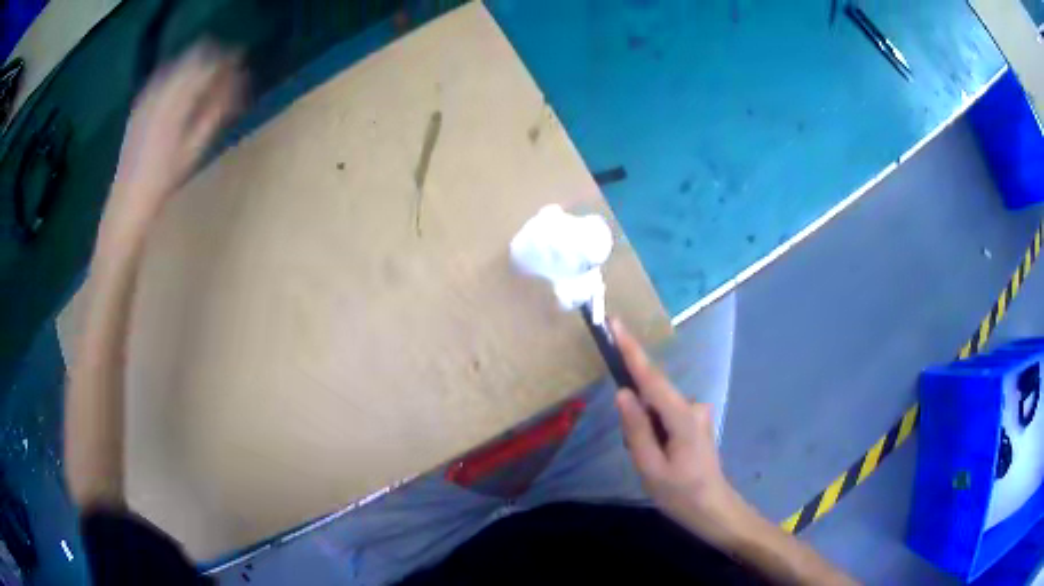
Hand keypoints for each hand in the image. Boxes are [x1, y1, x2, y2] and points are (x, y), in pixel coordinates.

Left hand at [99, 42, 244, 253]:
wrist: (125, 208)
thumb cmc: (162, 185)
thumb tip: (236, 86)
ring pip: (176, 65)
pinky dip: (174, 77)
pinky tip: (179, 90)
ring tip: (204, 79)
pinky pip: (160, 79)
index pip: (207, 65)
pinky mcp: (137, 108)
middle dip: (211, 59)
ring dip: (193, 66)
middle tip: (225, 71)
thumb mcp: (193, 151)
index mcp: (176, 102)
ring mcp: (145, 99)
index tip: (240, 66)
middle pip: (192, 58)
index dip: (227, 61)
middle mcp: (159, 93)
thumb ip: (215, 112)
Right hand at [612, 319, 748, 546]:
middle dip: (636, 415)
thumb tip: (623, 392)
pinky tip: (660, 456)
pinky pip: (666, 414)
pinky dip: (655, 430)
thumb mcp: (650, 467)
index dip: (631, 349)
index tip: (615, 323)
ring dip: (646, 428)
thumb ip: (636, 428)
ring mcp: (698, 412)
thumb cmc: (680, 494)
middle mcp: (693, 406)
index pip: (651, 378)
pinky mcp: (696, 420)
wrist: (713, 509)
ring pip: (658, 407)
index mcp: (682, 417)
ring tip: (652, 463)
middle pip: (654, 394)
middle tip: (639, 453)